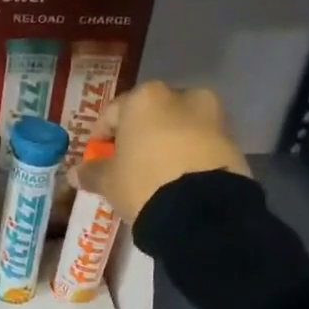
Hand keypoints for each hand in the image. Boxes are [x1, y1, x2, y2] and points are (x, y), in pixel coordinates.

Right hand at [79, 81, 249, 224]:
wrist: (203, 212)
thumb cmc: (144, 182)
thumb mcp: (109, 181)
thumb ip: (91, 172)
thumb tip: (75, 172)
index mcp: (146, 97)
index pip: (113, 113)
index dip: (101, 136)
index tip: (98, 158)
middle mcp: (182, 96)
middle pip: (151, 115)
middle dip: (139, 136)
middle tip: (129, 164)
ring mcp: (213, 118)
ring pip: (180, 128)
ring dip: (167, 145)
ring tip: (156, 174)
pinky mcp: (233, 143)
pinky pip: (201, 146)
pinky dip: (189, 158)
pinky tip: (179, 181)